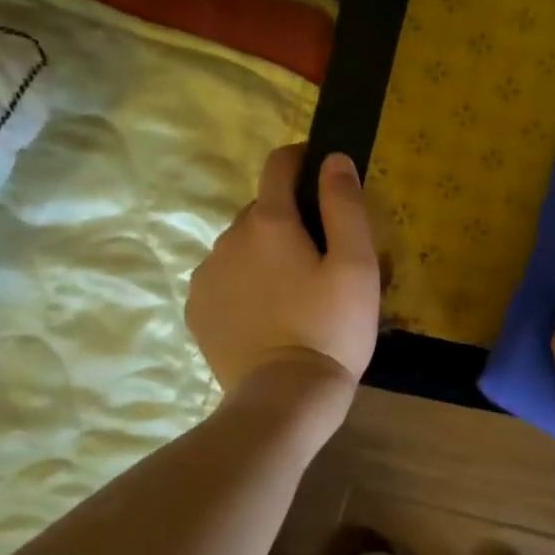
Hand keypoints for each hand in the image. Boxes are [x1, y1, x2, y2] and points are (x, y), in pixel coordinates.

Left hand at [186, 145, 380, 396]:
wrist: (285, 397)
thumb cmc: (331, 328)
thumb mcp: (357, 265)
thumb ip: (345, 206)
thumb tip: (333, 159)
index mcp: (270, 222)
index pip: (279, 165)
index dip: (301, 158)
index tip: (321, 170)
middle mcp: (229, 238)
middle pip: (262, 209)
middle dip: (290, 218)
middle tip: (322, 255)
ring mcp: (207, 275)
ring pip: (242, 246)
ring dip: (266, 252)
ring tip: (295, 291)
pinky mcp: (198, 309)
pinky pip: (224, 278)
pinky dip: (245, 282)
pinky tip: (268, 313)